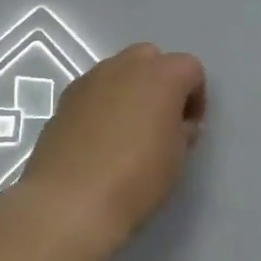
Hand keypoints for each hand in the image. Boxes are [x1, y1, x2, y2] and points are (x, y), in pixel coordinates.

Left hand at [18, 43, 207, 247]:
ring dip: (130, 90)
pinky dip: (103, 104)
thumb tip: (178, 123)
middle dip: (161, 82)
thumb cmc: (136, 179)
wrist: (69, 202)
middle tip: (161, 120)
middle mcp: (124, 67)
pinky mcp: (64, 99)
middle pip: (151, 58)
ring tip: (129, 131)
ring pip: (118, 71)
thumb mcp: (176, 158)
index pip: (190, 68)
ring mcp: (89, 80)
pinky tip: (100, 139)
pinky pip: (93, 91)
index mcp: (161, 76)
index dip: (195, 96)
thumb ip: (182, 130)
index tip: (190, 127)